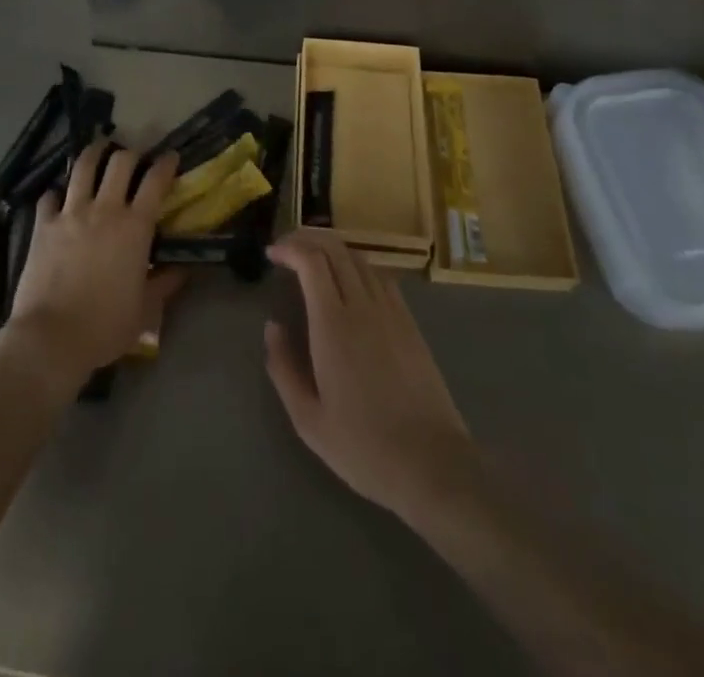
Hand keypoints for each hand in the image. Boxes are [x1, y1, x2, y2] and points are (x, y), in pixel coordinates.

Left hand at [4, 139, 182, 388]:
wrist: (51, 337)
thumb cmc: (105, 326)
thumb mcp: (145, 309)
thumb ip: (164, 283)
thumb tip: (182, 269)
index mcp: (135, 227)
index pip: (156, 181)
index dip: (166, 163)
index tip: (170, 157)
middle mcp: (104, 209)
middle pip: (120, 162)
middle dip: (132, 153)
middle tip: (135, 156)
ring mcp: (70, 213)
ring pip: (84, 167)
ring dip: (94, 154)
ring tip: (98, 149)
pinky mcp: (43, 225)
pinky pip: (49, 196)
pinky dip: (57, 192)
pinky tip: (59, 196)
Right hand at [264, 230, 478, 523]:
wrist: (431, 463)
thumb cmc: (363, 446)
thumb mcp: (308, 419)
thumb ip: (283, 367)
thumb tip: (273, 326)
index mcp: (333, 324)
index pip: (311, 260)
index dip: (289, 248)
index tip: (272, 255)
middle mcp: (362, 305)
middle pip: (335, 249)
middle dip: (307, 239)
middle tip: (286, 250)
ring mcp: (391, 311)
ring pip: (359, 258)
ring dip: (332, 249)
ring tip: (313, 260)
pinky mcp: (410, 322)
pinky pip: (380, 276)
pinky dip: (357, 266)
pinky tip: (349, 282)